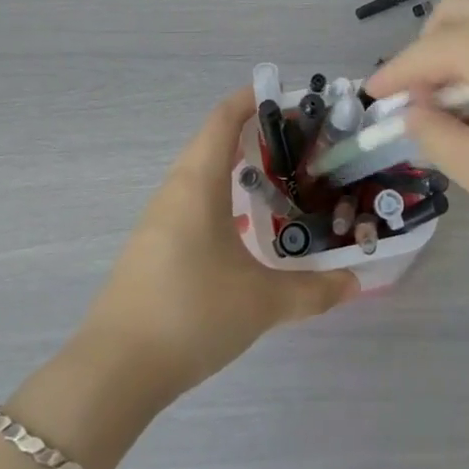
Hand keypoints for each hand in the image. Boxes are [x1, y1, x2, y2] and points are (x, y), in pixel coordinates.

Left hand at [75, 89, 356, 405]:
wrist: (114, 371)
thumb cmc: (192, 314)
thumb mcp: (262, 302)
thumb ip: (313, 290)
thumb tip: (354, 283)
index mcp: (198, 182)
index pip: (224, 117)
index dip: (254, 98)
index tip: (291, 97)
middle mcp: (175, 190)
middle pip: (214, 140)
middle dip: (256, 133)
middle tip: (302, 143)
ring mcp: (159, 219)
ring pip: (202, 173)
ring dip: (238, 167)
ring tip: (281, 180)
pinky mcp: (153, 246)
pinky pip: (193, 201)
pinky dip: (223, 196)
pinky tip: (247, 227)